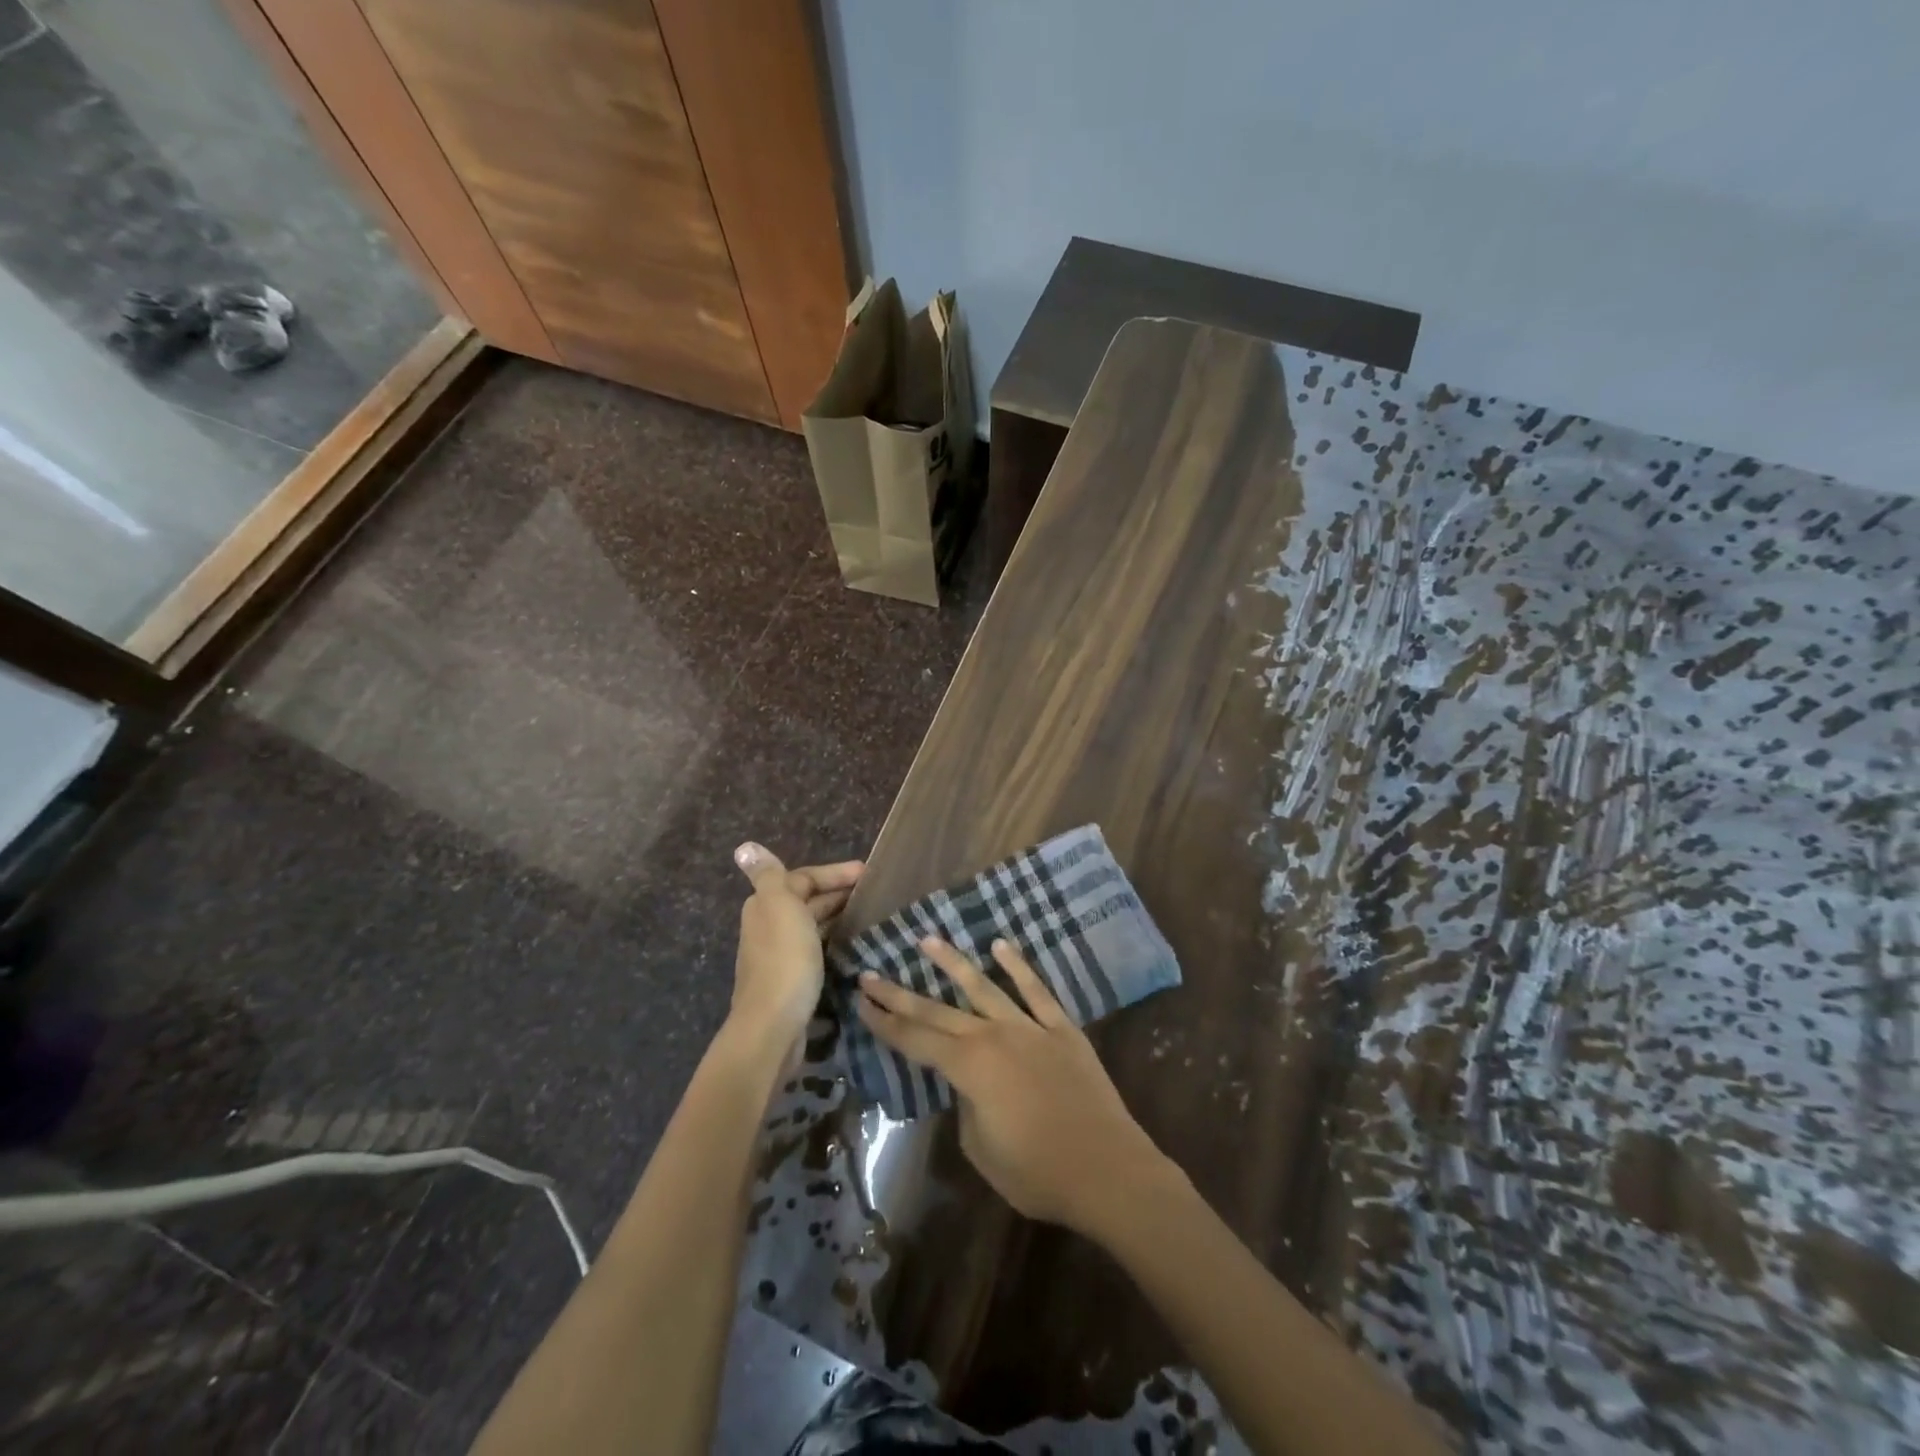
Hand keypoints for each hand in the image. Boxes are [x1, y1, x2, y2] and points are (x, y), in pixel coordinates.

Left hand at [730, 842, 862, 1067]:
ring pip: (813, 925)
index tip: (867, 874)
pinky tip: (853, 947)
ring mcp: (780, 955)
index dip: (834, 873)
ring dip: (838, 917)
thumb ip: (768, 875)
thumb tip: (744, 846)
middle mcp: (769, 926)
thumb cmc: (784, 959)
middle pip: (807, 900)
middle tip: (875, 894)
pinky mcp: (793, 979)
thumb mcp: (779, 906)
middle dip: (838, 893)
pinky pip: (818, 949)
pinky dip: (835, 941)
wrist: (774, 1025)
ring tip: (871, 917)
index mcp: (765, 904)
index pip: (803, 877)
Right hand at [856, 937, 1171, 1234]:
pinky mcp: (1061, 1028)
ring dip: (953, 963)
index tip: (860, 1001)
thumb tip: (969, 1086)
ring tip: (927, 940)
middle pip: (938, 1011)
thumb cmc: (1038, 1173)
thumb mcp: (982, 1149)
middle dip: (900, 993)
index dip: (885, 1023)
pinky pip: (1036, 990)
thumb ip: (967, 1107)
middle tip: (870, 973)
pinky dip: (1018, 966)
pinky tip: (1000, 945)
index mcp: (969, 1069)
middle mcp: (993, 1036)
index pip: (916, 1040)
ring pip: (983, 986)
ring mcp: (1029, 1027)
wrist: (1107, 1170)